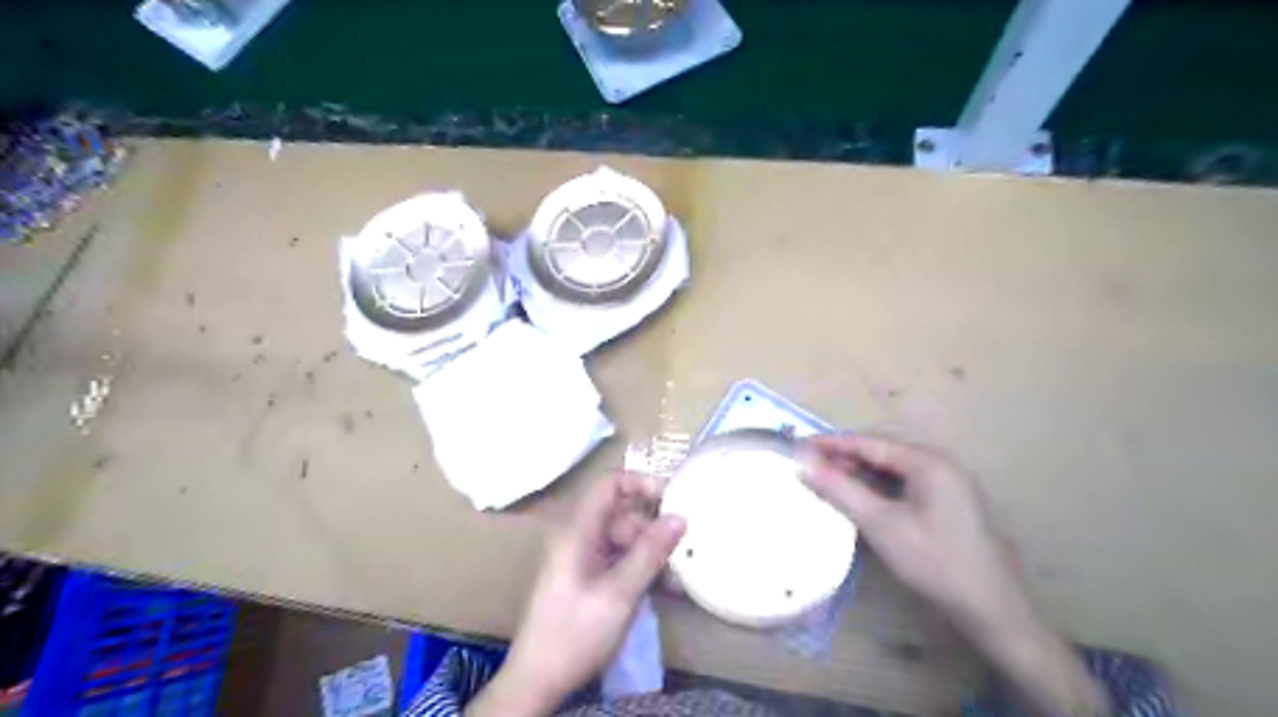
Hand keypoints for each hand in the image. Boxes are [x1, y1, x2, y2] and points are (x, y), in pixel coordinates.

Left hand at [467, 472, 684, 714]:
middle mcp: (578, 537)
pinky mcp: (586, 577)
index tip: (671, 499)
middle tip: (677, 554)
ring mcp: (581, 558)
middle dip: (650, 529)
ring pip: (623, 539)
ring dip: (649, 553)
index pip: (609, 485)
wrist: (537, 681)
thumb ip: (650, 553)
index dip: (640, 483)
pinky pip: (618, 559)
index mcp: (578, 531)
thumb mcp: (619, 594)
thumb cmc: (574, 633)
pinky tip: (658, 588)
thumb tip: (680, 517)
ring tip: (672, 579)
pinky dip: (638, 568)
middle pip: (621, 515)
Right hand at [807, 434, 1109, 714]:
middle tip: (811, 466)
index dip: (832, 443)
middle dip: (845, 456)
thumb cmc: (934, 561)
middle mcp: (941, 463)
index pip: (870, 442)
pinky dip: (879, 486)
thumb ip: (840, 490)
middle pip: (883, 451)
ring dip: (861, 472)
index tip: (800, 445)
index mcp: (928, 461)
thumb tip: (804, 464)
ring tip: (830, 480)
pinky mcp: (950, 502)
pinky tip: (862, 498)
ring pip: (894, 468)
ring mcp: (949, 483)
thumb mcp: (880, 524)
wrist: (992, 609)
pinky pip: (906, 483)